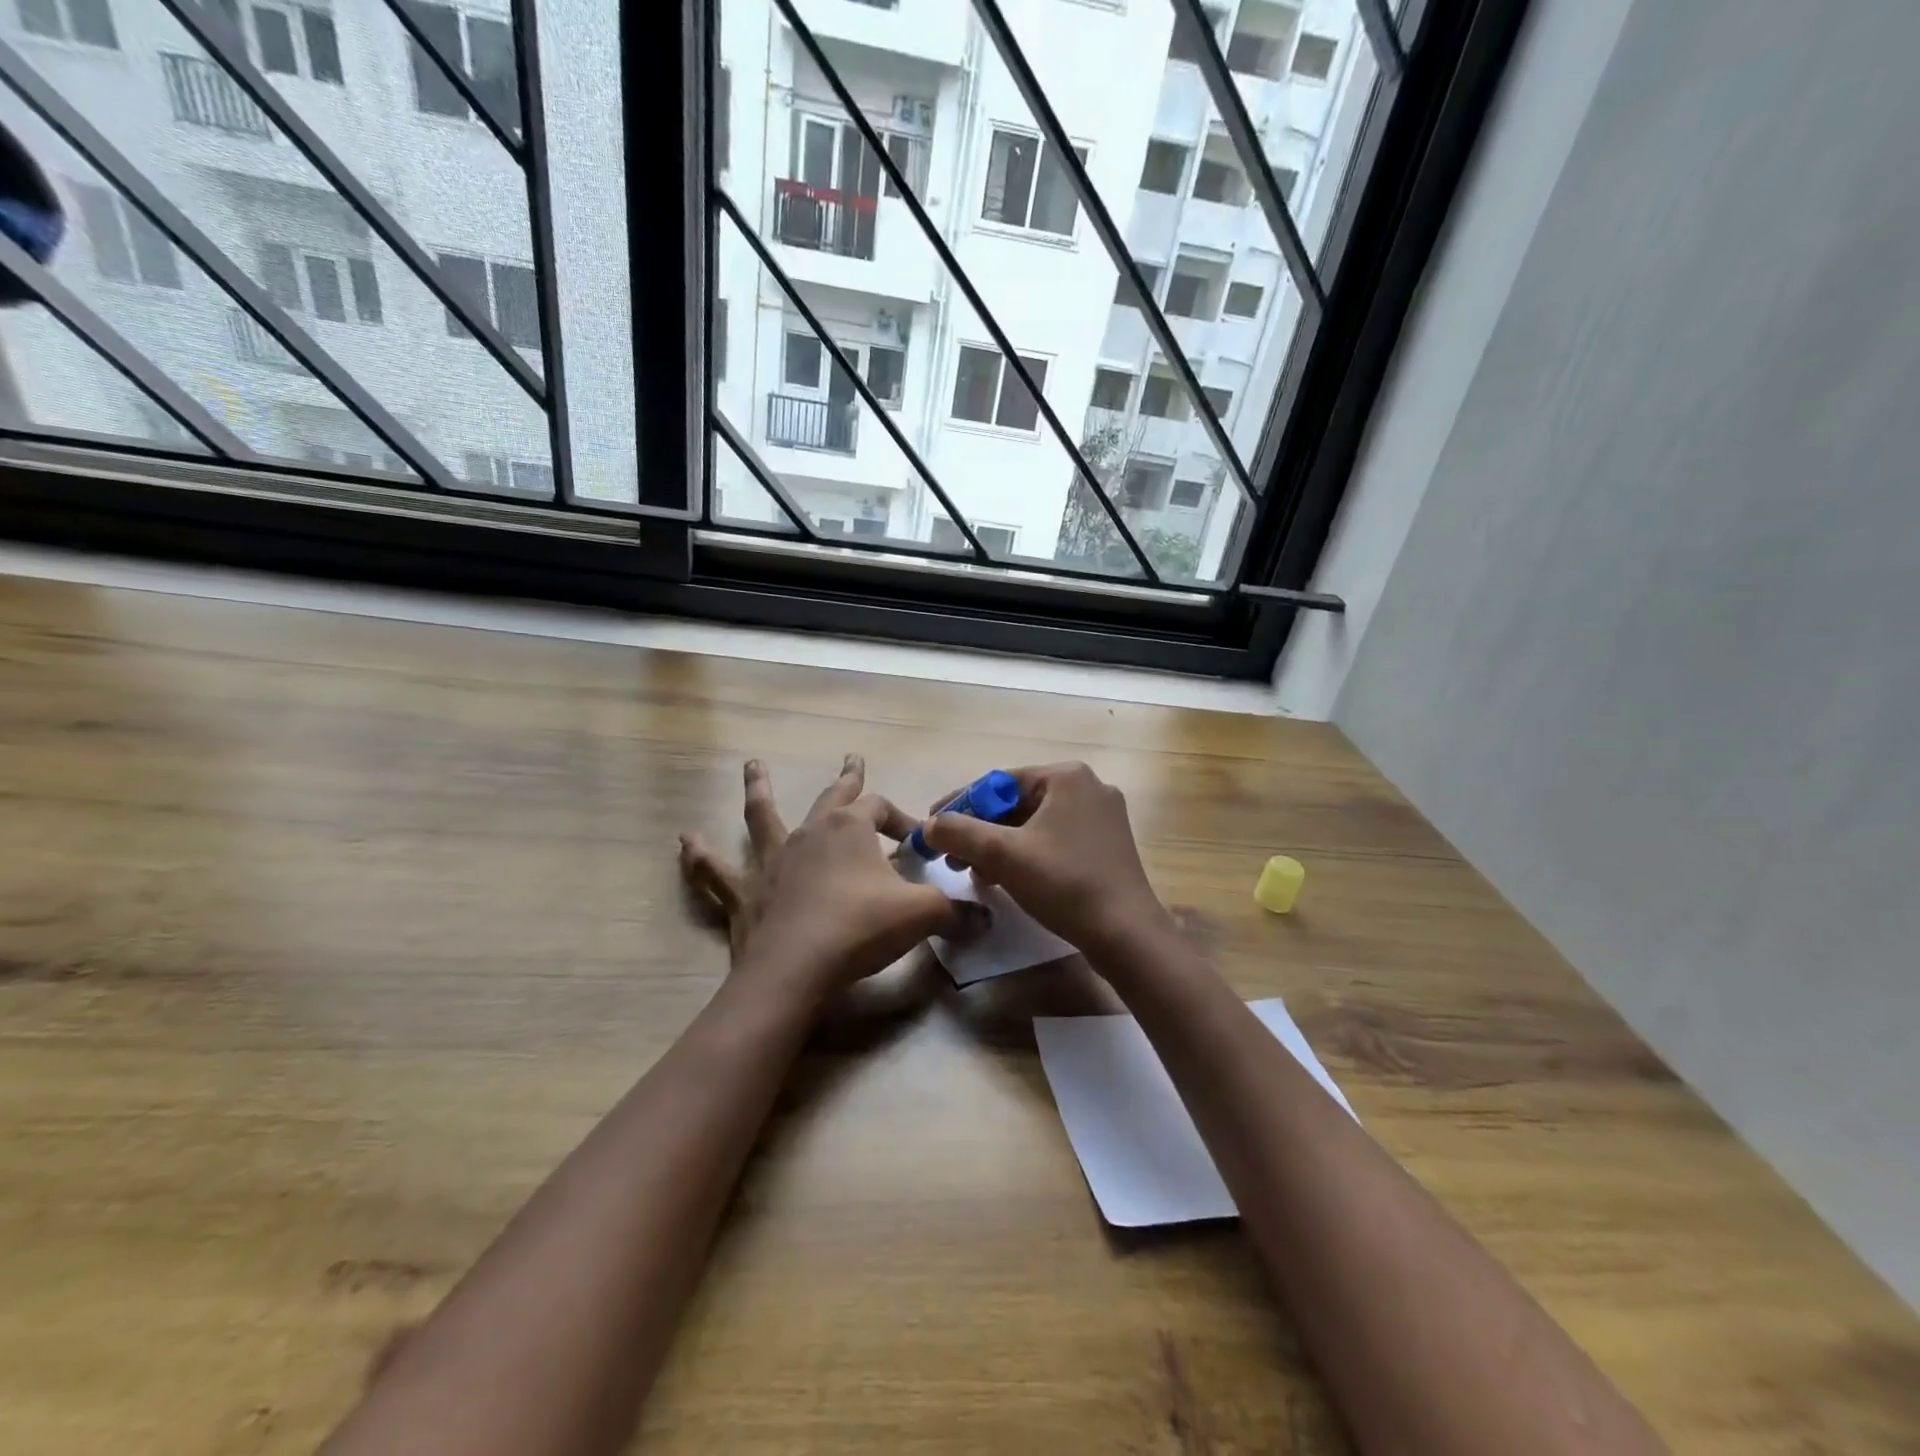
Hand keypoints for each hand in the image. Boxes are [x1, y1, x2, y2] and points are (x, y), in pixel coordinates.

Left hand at [680, 755, 978, 1000]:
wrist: (797, 969)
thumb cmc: (860, 929)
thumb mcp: (920, 915)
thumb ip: (955, 912)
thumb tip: (987, 919)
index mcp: (850, 828)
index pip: (882, 809)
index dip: (903, 820)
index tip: (920, 843)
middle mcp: (810, 833)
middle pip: (832, 797)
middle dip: (847, 779)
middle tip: (852, 760)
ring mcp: (772, 860)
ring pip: (764, 816)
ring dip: (759, 790)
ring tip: (752, 767)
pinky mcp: (746, 892)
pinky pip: (718, 871)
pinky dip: (702, 856)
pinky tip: (685, 841)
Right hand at [919, 762, 1172, 955]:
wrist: (1125, 933)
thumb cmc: (1064, 883)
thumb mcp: (1003, 855)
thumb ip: (960, 832)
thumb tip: (929, 825)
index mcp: (1067, 776)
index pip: (999, 782)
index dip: (960, 804)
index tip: (932, 826)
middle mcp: (1088, 787)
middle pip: (1017, 803)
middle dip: (980, 830)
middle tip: (951, 857)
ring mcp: (1101, 817)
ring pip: (1034, 824)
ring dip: (1000, 847)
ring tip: (974, 873)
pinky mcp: (1106, 845)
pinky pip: (1054, 840)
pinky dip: (1026, 855)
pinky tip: (1005, 880)